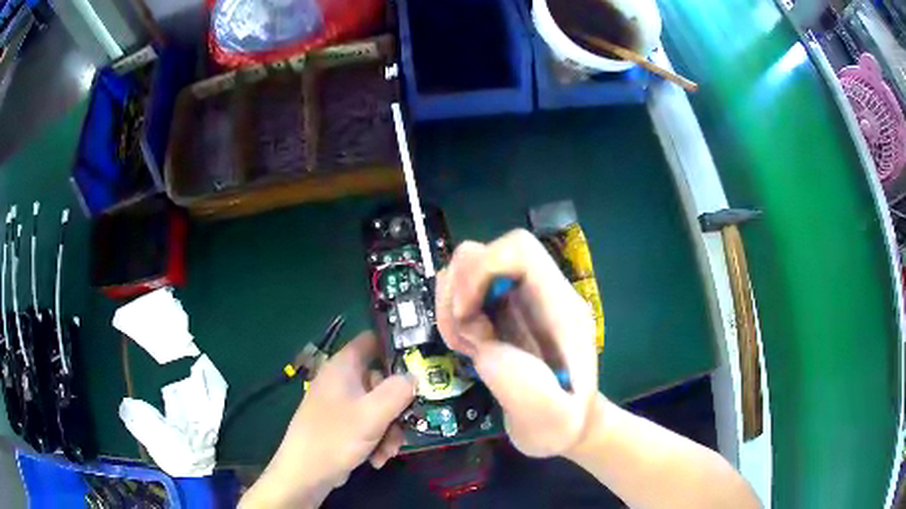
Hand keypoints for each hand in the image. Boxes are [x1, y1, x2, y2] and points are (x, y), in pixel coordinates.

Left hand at [240, 331, 414, 508]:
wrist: (306, 473)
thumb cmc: (335, 437)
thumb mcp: (372, 414)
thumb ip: (398, 391)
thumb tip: (415, 376)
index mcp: (343, 367)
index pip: (372, 340)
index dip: (396, 346)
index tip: (420, 362)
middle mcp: (342, 380)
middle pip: (382, 380)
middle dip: (397, 407)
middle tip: (406, 425)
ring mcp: (341, 403)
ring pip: (379, 406)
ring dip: (390, 430)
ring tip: (388, 451)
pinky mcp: (342, 424)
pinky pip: (369, 423)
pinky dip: (377, 439)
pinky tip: (377, 458)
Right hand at [436, 229, 598, 457]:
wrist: (562, 425)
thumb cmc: (562, 425)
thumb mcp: (553, 421)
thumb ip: (524, 387)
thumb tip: (486, 348)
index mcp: (559, 307)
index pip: (519, 249)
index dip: (483, 269)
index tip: (468, 314)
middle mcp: (537, 293)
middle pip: (484, 253)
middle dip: (459, 291)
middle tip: (466, 338)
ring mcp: (516, 302)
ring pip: (467, 269)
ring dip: (451, 305)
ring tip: (466, 347)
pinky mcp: (498, 314)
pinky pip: (462, 293)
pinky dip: (451, 316)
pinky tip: (466, 348)